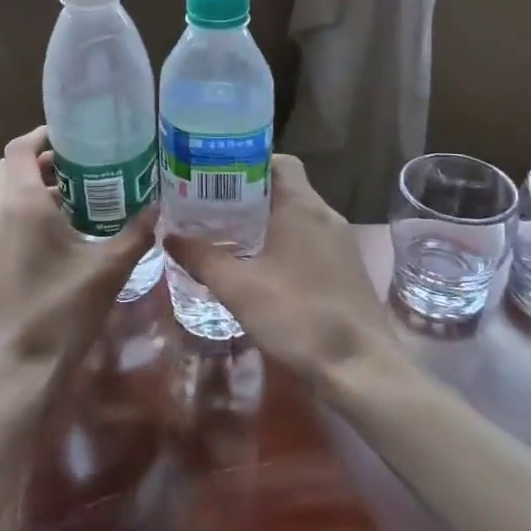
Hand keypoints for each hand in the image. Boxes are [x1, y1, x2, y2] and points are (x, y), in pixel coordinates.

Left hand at [0, 127, 156, 390]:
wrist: (13, 374)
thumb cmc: (60, 312)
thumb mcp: (108, 269)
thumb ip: (135, 233)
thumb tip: (158, 209)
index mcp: (19, 202)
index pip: (20, 147)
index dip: (44, 134)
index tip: (76, 136)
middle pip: (11, 168)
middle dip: (43, 161)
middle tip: (84, 166)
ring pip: (5, 195)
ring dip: (34, 188)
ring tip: (79, 198)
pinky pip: (3, 220)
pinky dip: (26, 213)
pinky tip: (61, 236)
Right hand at [163, 154, 402, 384]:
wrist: (361, 368)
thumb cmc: (298, 316)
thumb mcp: (239, 289)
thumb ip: (202, 259)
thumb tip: (169, 236)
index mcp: (302, 206)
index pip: (276, 161)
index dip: (245, 163)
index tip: (214, 178)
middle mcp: (325, 215)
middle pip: (283, 188)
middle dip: (246, 196)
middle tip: (210, 209)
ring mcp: (340, 243)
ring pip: (296, 216)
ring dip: (264, 222)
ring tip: (228, 237)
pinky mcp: (345, 269)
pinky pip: (309, 240)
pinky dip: (282, 243)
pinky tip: (260, 269)